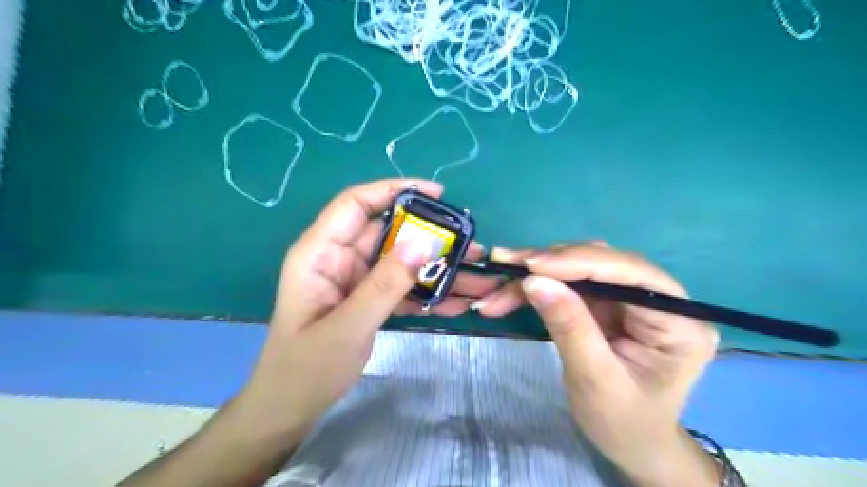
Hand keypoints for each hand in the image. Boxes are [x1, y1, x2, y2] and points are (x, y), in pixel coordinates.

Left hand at [238, 179, 494, 436]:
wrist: (290, 409)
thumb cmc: (306, 369)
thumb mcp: (347, 327)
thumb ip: (385, 285)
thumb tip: (423, 243)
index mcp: (320, 252)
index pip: (356, 203)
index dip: (394, 190)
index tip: (437, 194)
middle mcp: (339, 258)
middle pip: (388, 232)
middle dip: (430, 237)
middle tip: (469, 245)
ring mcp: (355, 279)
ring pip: (400, 261)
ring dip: (435, 269)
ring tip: (475, 278)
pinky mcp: (367, 299)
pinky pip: (401, 287)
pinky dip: (426, 294)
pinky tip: (457, 303)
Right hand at [473, 244, 717, 486]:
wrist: (630, 444)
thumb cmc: (623, 423)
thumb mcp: (594, 380)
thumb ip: (569, 327)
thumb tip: (535, 280)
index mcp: (678, 322)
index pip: (631, 273)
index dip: (579, 261)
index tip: (530, 264)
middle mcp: (660, 300)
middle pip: (602, 263)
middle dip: (549, 264)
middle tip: (504, 264)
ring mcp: (631, 300)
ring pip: (580, 268)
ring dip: (537, 272)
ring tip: (500, 281)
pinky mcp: (609, 304)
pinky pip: (569, 284)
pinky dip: (538, 285)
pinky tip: (511, 291)